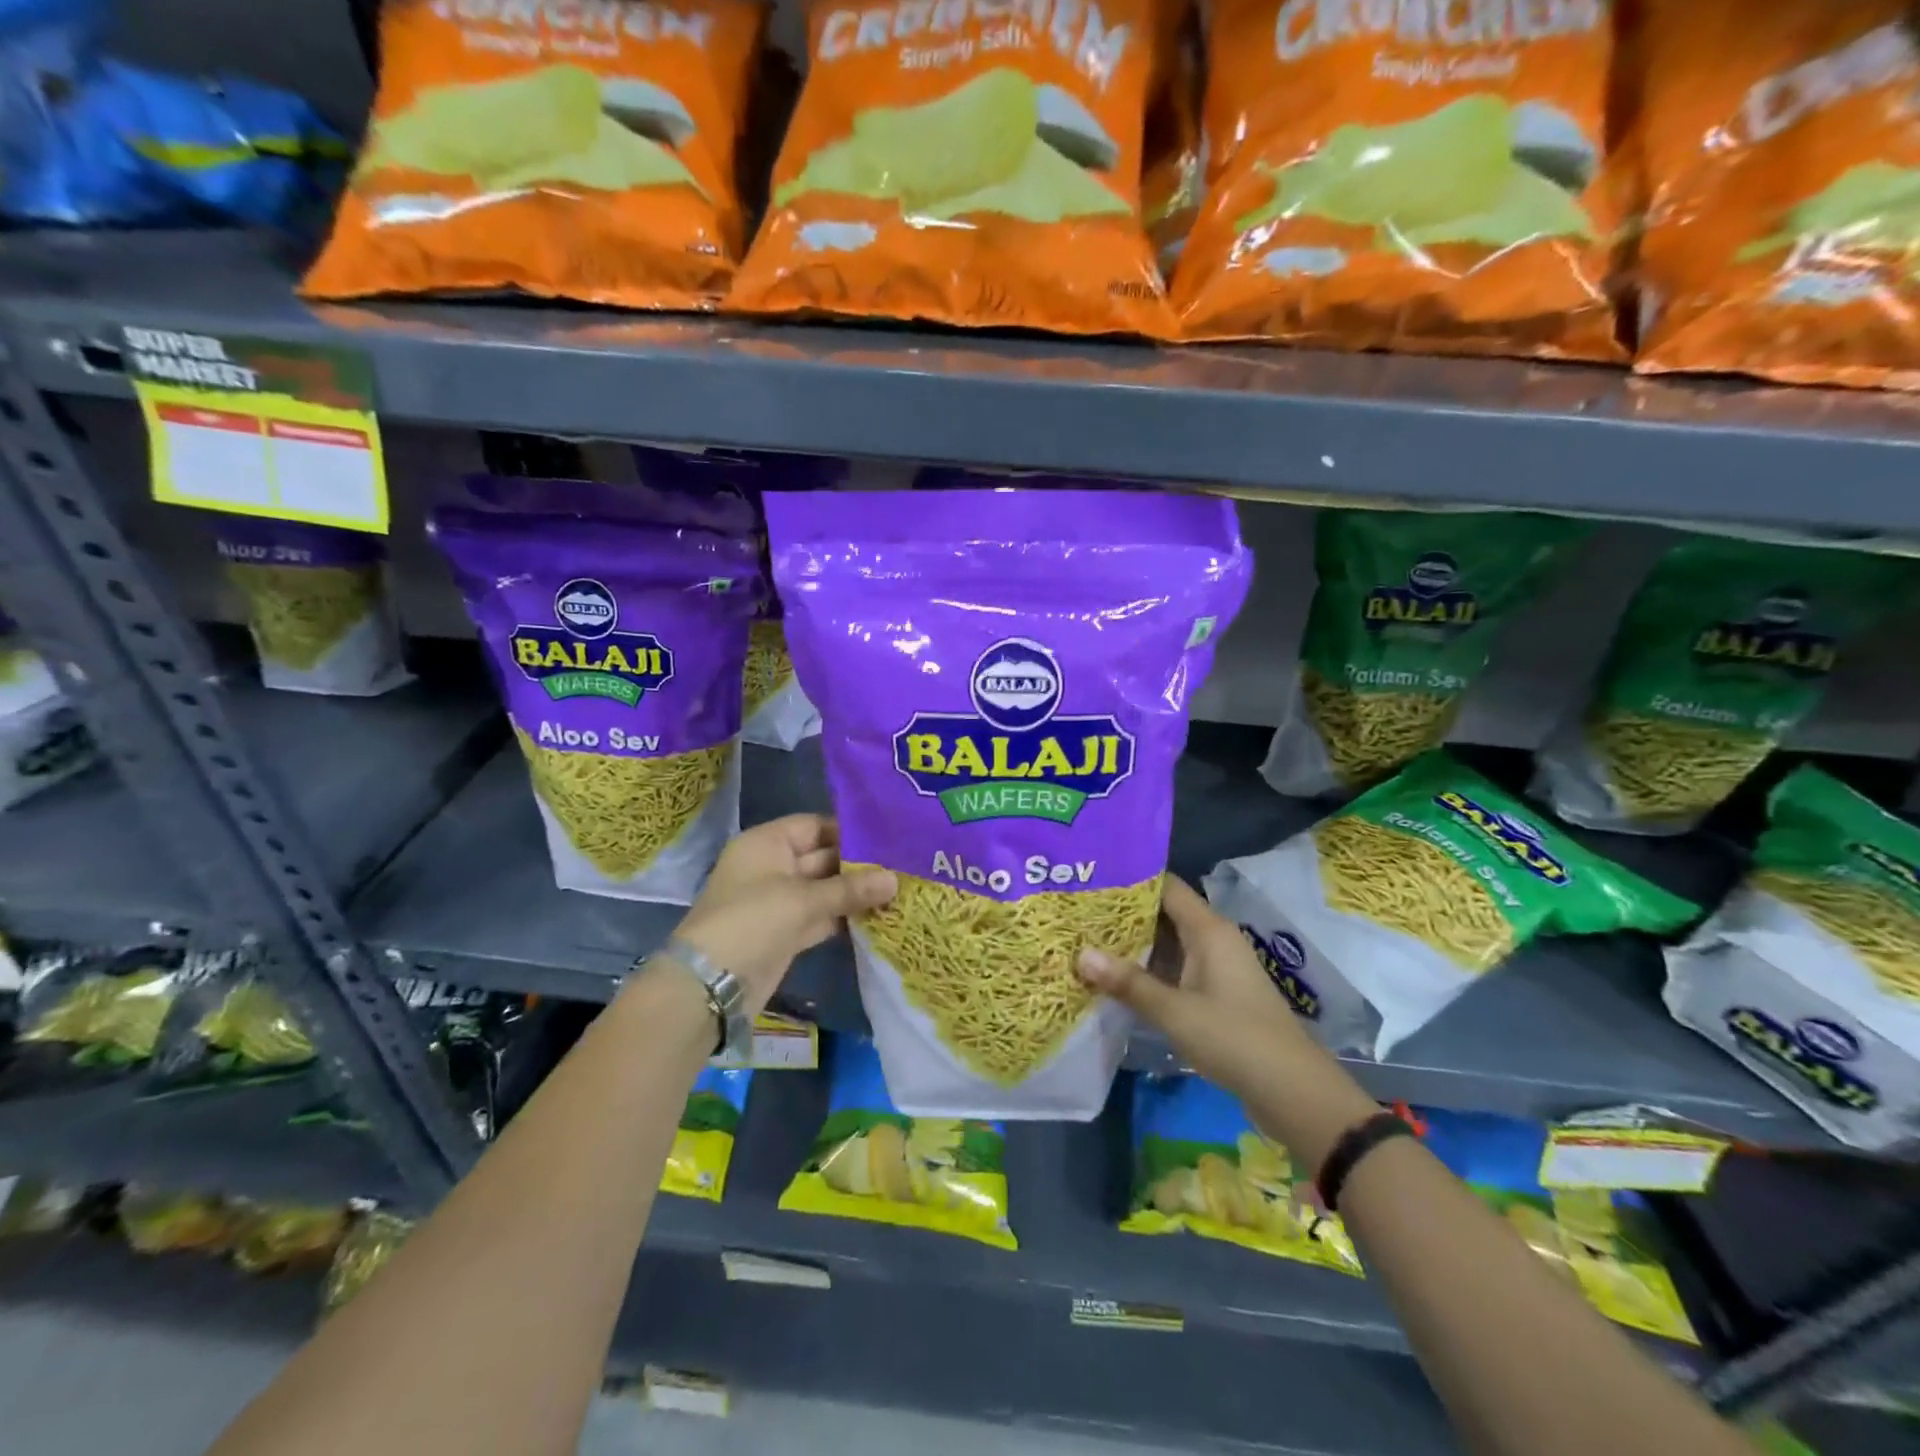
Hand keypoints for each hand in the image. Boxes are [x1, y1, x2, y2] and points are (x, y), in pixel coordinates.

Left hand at [674, 815, 895, 1015]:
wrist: (710, 985)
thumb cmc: (751, 921)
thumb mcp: (802, 900)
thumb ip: (850, 889)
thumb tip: (895, 879)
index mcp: (767, 843)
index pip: (814, 826)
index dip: (849, 830)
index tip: (890, 836)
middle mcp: (773, 866)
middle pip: (823, 857)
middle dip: (859, 864)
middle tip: (904, 865)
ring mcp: (780, 901)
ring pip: (825, 889)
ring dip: (856, 892)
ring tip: (900, 888)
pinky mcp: (787, 932)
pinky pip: (822, 915)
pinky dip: (845, 916)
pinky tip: (879, 915)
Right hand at [1076, 875, 1310, 1087]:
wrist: (1292, 1091)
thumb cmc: (1234, 1039)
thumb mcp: (1175, 1011)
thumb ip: (1128, 983)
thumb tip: (1080, 954)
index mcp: (1209, 930)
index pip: (1166, 887)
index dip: (1130, 881)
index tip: (1091, 879)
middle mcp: (1213, 940)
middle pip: (1164, 913)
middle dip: (1123, 914)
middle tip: (1079, 912)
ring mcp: (1216, 968)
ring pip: (1168, 944)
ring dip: (1133, 945)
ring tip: (1087, 940)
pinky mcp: (1216, 995)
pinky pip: (1175, 969)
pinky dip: (1148, 970)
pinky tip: (1116, 979)